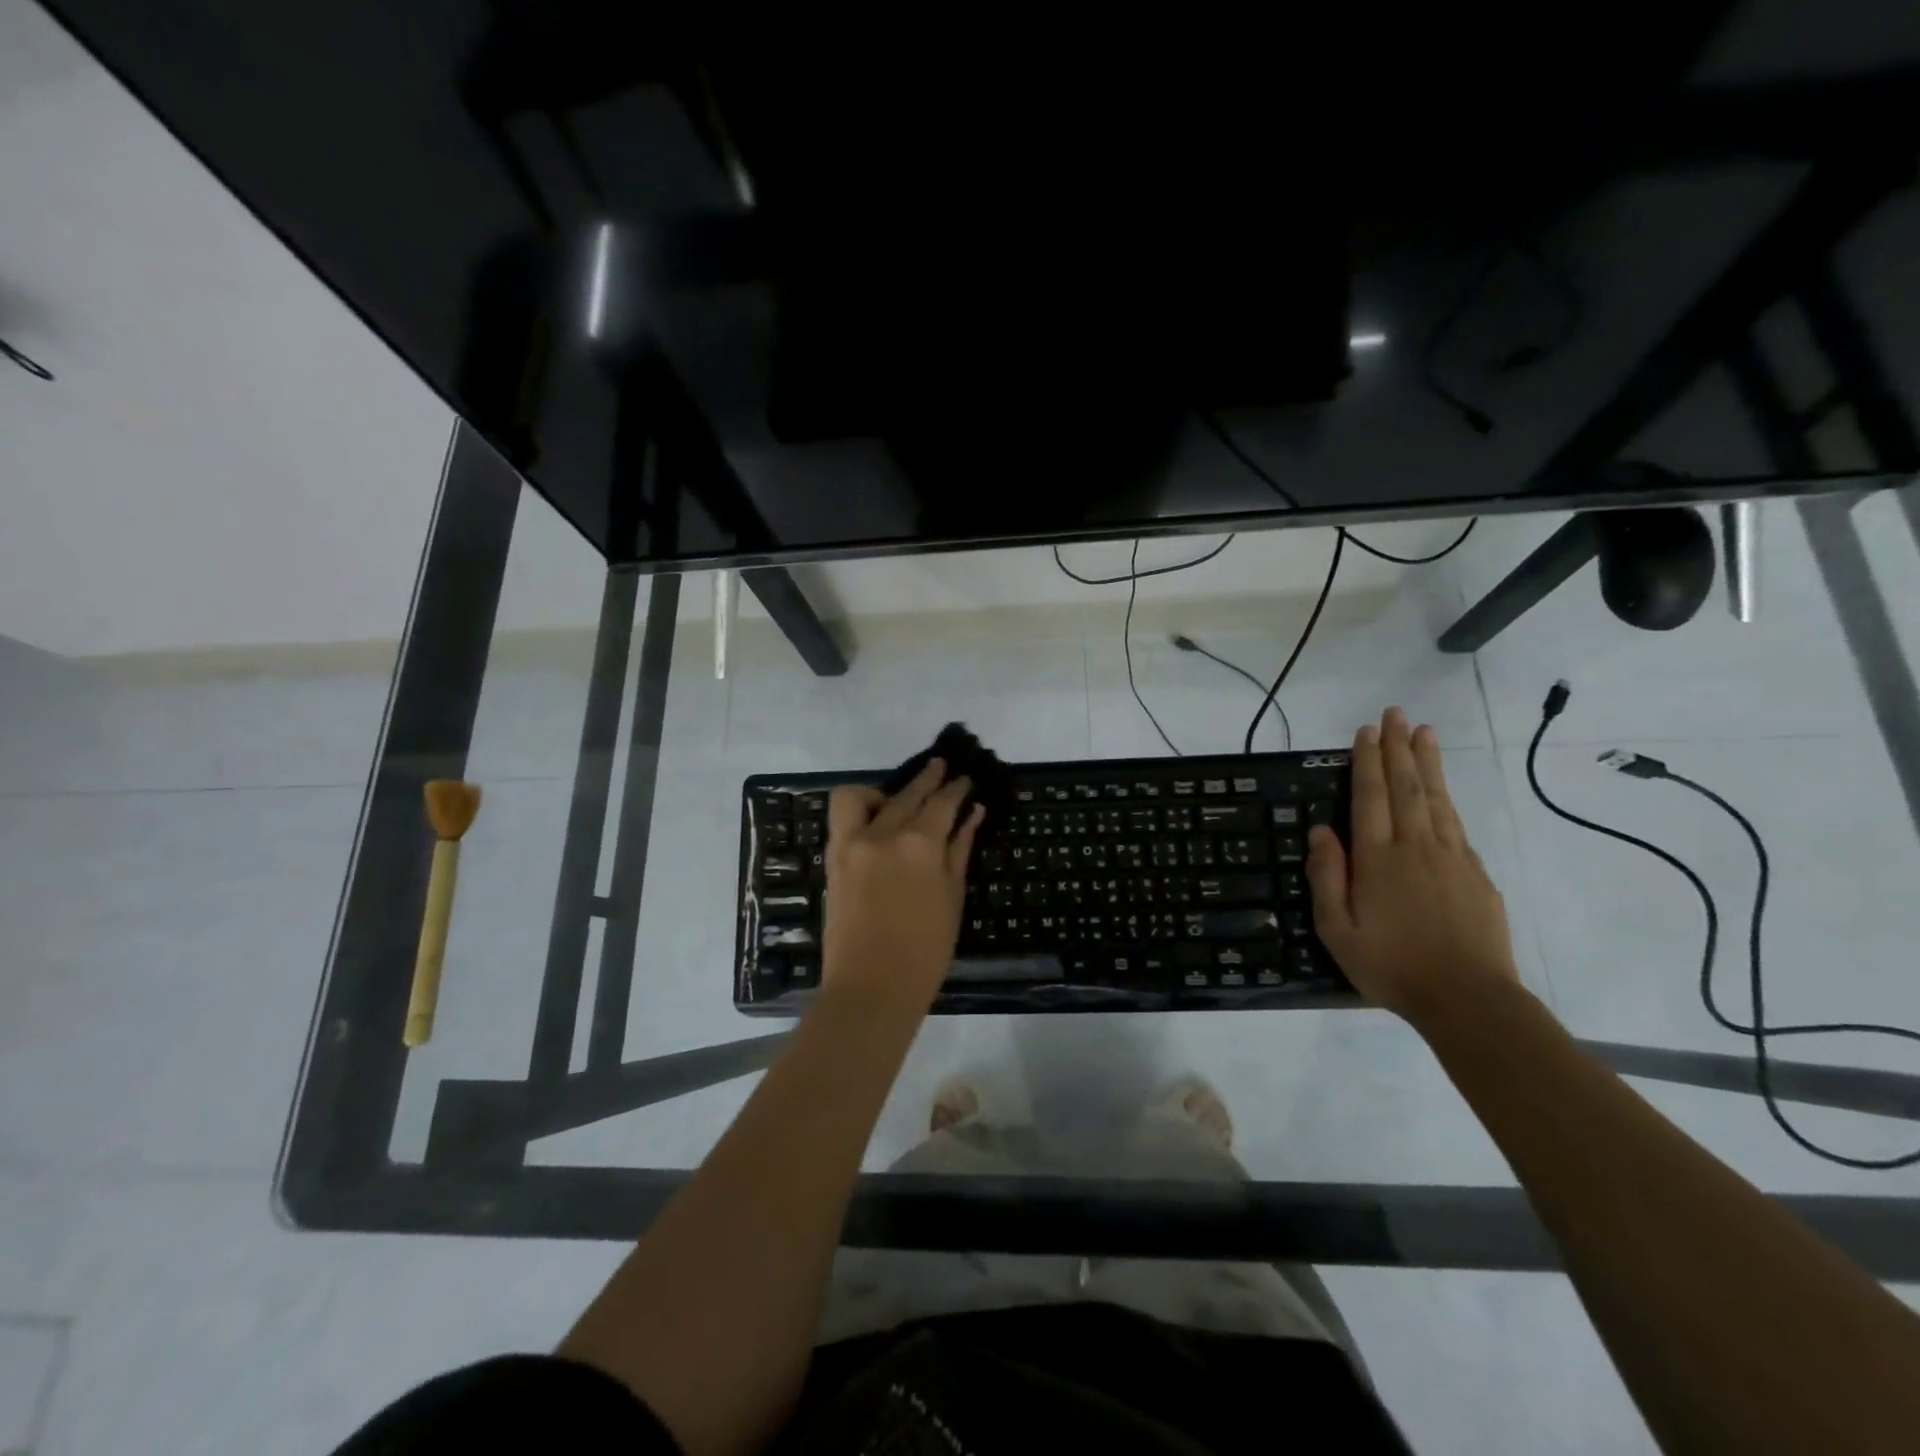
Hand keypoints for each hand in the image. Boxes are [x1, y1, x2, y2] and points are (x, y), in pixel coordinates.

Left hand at [820, 760, 984, 1018]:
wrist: (870, 989)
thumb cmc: (924, 952)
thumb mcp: (952, 899)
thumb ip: (959, 850)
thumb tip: (973, 814)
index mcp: (920, 845)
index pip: (943, 803)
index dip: (956, 789)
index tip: (965, 779)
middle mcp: (884, 833)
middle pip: (908, 794)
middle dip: (929, 779)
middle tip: (942, 769)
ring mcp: (852, 843)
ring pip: (864, 795)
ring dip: (885, 789)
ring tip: (900, 800)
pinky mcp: (834, 857)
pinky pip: (843, 816)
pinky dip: (860, 808)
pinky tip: (877, 821)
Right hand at [1305, 707, 1519, 1026]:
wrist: (1469, 999)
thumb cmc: (1391, 966)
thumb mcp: (1337, 929)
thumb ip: (1328, 877)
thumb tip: (1321, 831)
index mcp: (1378, 858)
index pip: (1370, 797)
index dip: (1367, 762)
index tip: (1367, 731)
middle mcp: (1415, 846)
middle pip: (1406, 787)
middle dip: (1398, 748)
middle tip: (1396, 714)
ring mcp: (1452, 857)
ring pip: (1436, 799)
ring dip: (1427, 763)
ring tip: (1424, 732)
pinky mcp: (1476, 874)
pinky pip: (1456, 825)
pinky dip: (1446, 799)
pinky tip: (1441, 790)